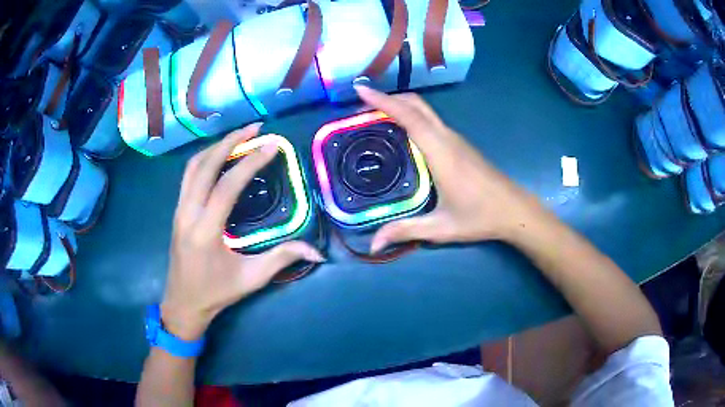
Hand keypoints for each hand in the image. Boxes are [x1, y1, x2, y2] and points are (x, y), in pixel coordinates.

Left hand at [161, 124, 324, 340]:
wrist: (183, 303)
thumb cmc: (217, 293)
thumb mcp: (251, 279)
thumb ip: (282, 259)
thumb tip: (316, 251)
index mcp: (206, 231)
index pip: (227, 186)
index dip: (250, 163)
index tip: (271, 145)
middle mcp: (188, 213)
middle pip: (205, 165)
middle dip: (230, 142)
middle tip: (254, 128)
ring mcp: (179, 210)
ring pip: (192, 166)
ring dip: (216, 146)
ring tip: (239, 136)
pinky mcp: (177, 210)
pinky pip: (189, 175)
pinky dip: (205, 158)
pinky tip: (220, 156)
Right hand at [355, 86, 546, 252]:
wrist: (514, 210)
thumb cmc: (480, 217)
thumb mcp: (441, 228)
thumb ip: (405, 231)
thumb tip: (372, 244)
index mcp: (441, 153)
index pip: (410, 117)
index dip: (385, 101)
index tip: (362, 91)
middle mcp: (448, 139)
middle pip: (417, 105)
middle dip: (389, 98)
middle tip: (364, 103)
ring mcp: (456, 139)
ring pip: (425, 111)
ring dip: (401, 105)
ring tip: (376, 115)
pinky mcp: (460, 144)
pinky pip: (432, 121)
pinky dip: (412, 116)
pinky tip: (402, 132)